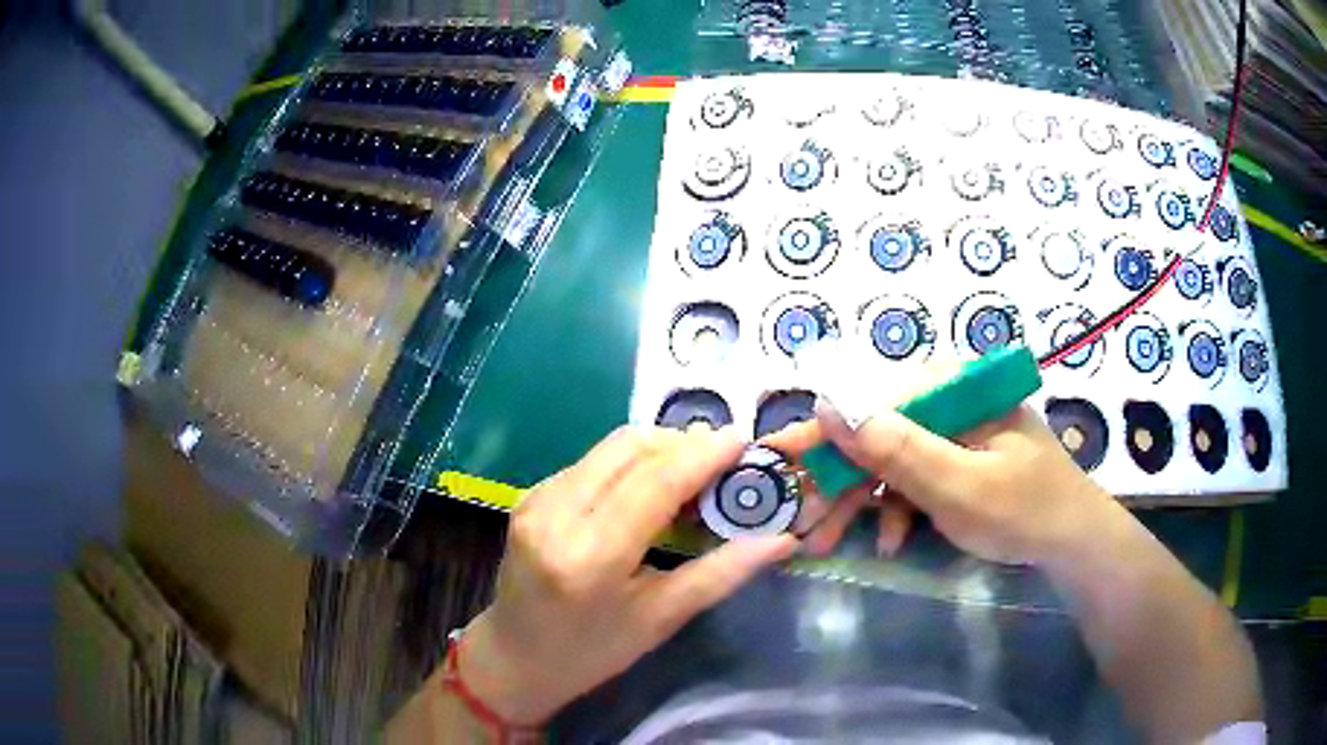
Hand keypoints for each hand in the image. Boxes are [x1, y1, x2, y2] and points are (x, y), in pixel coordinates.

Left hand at [459, 426, 798, 724]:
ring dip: (658, 448)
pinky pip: (591, 462)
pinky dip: (630, 463)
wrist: (517, 657)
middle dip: (683, 443)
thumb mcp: (661, 619)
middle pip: (630, 448)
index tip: (742, 439)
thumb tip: (781, 540)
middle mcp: (556, 515)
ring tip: (694, 472)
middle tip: (723, 460)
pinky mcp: (530, 495)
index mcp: (590, 556)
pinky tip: (650, 486)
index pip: (654, 482)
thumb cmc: (593, 652)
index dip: (702, 454)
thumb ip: (722, 573)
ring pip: (610, 447)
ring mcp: (536, 499)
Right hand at [767, 374, 1120, 565]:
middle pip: (877, 431)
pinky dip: (896, 508)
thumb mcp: (955, 484)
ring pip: (890, 459)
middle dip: (836, 480)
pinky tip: (890, 540)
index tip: (775, 455)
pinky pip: (914, 476)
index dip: (821, 430)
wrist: (1072, 542)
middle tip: (798, 520)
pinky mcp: (958, 458)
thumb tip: (828, 403)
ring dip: (859, 502)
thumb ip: (894, 447)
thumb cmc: (1021, 509)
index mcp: (953, 387)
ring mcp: (954, 430)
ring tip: (825, 541)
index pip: (872, 399)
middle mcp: (949, 400)